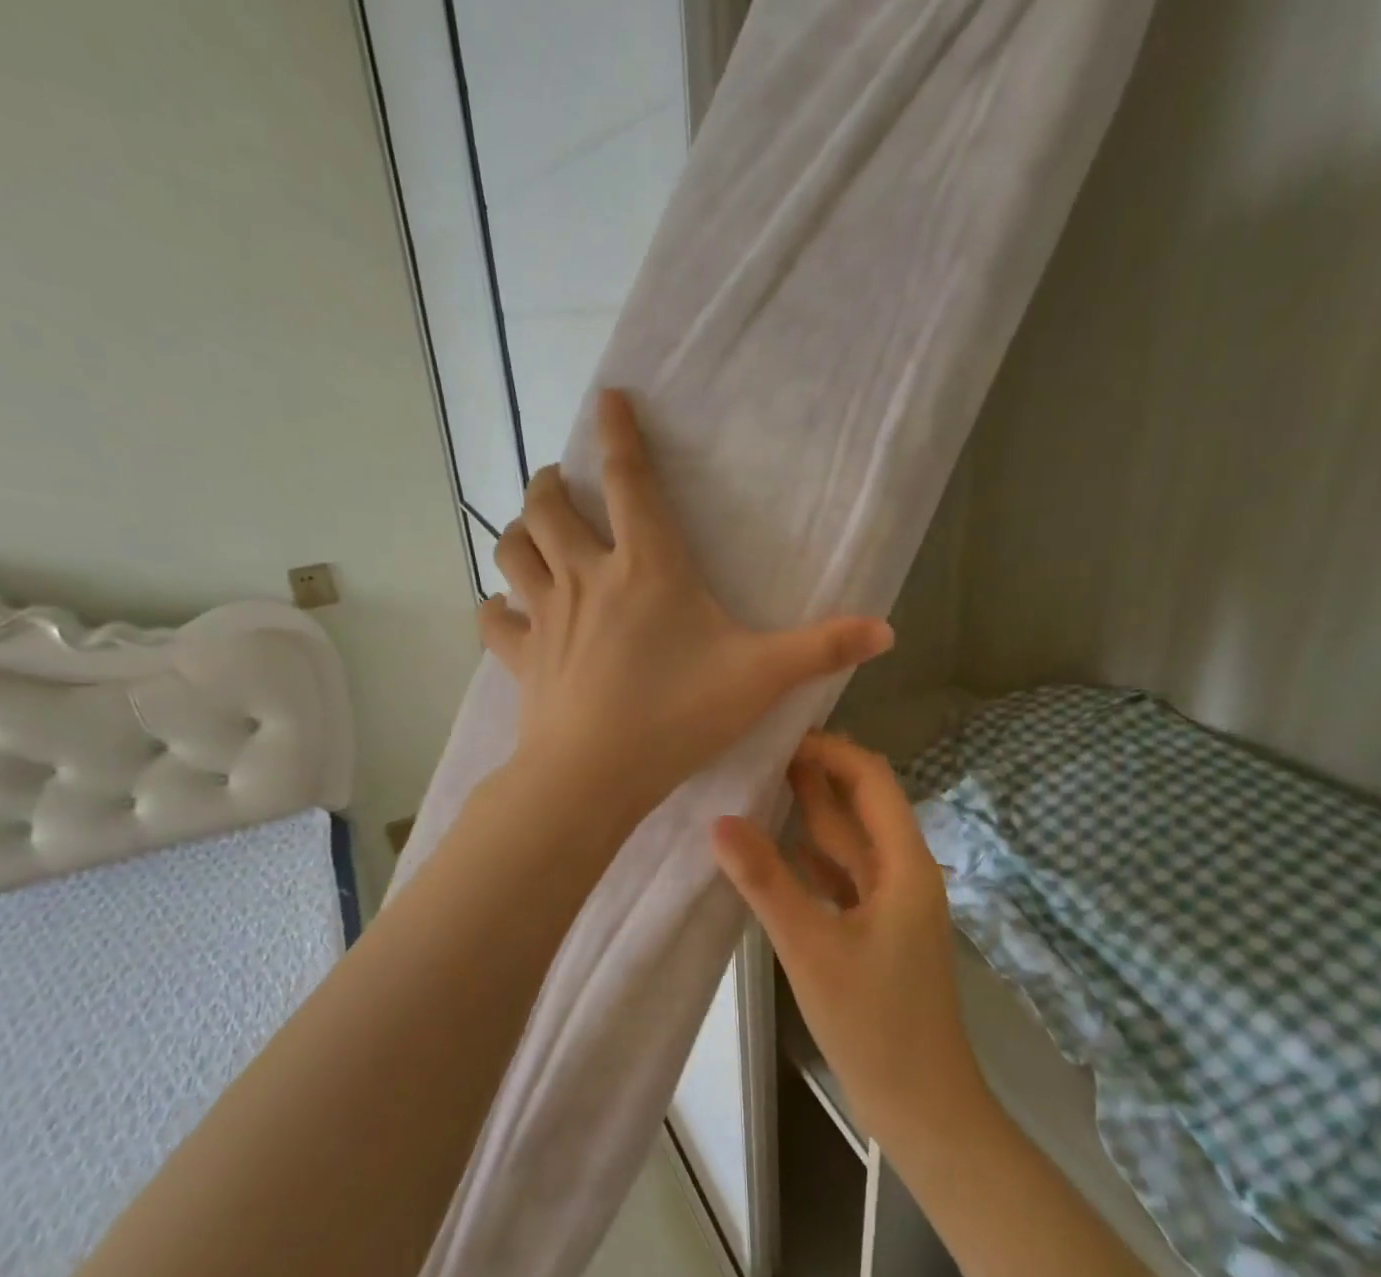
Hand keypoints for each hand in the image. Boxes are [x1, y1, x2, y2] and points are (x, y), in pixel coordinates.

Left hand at [479, 390, 892, 816]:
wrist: (595, 775)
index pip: (631, 480)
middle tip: (562, 482)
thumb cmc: (678, 716)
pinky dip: (496, 608)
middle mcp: (587, 576)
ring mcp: (546, 615)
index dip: (620, 433)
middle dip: (551, 482)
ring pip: (513, 550)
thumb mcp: (761, 678)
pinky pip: (493, 620)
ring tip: (532, 530)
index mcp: (647, 566)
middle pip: (549, 505)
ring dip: (518, 530)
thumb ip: (823, 649)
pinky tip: (505, 610)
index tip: (608, 398)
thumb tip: (887, 630)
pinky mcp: (521, 657)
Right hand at [711, 733, 986, 1152]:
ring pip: (846, 844)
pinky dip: (809, 858)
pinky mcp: (874, 931)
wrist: (922, 1106)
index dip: (830, 752)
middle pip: (858, 807)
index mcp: (904, 865)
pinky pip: (839, 878)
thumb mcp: (813, 948)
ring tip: (755, 785)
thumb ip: (766, 881)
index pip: (872, 780)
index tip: (778, 737)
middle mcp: (901, 873)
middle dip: (813, 776)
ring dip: (808, 815)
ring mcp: (888, 904)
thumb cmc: (876, 1024)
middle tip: (754, 752)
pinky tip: (774, 849)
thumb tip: (718, 820)